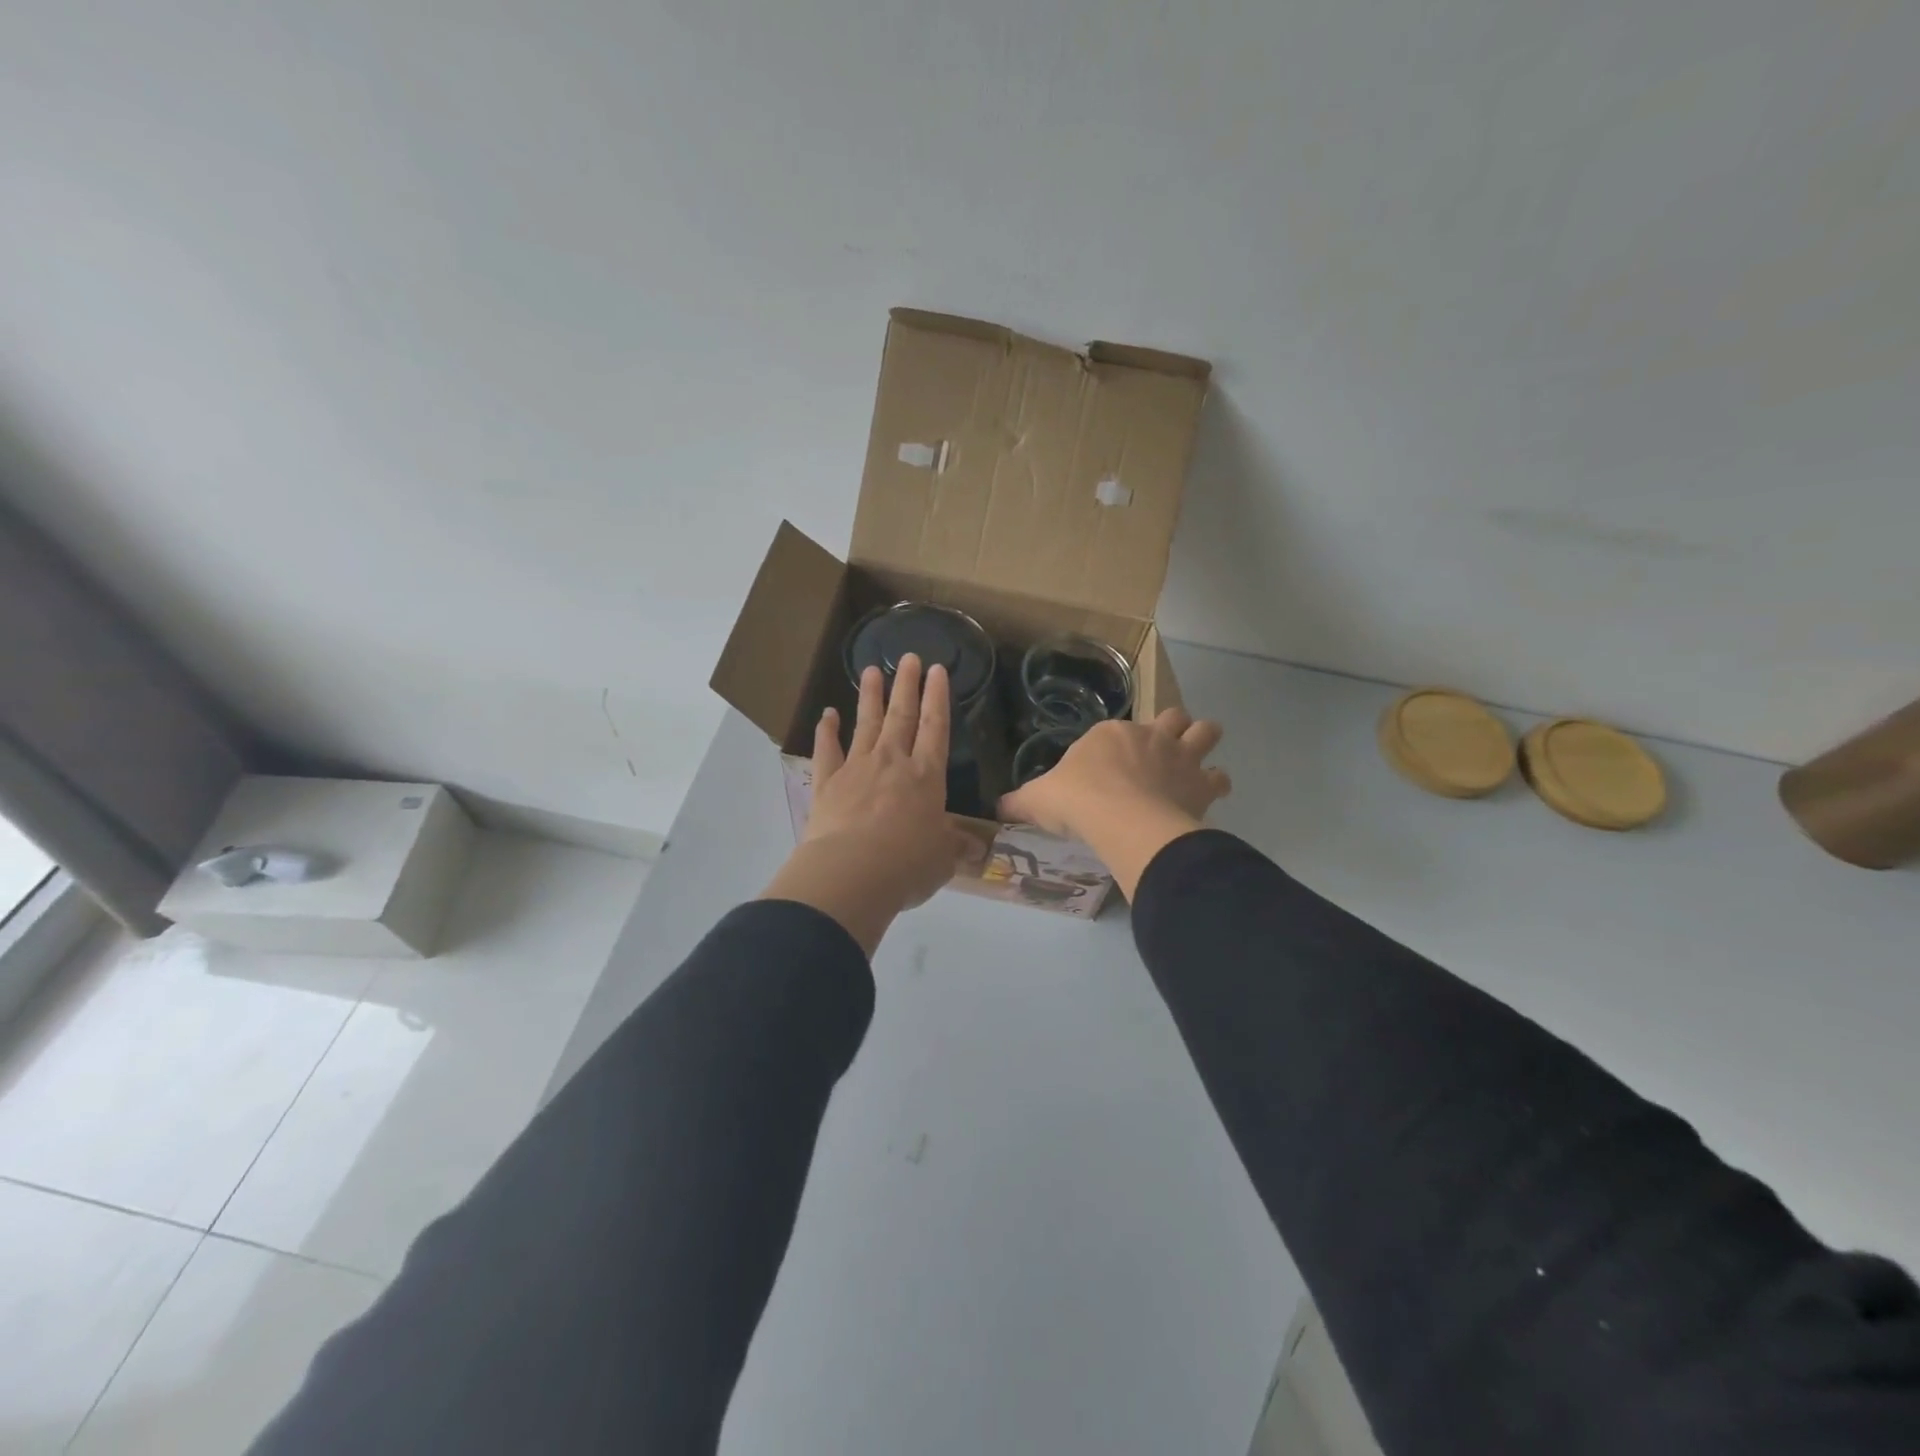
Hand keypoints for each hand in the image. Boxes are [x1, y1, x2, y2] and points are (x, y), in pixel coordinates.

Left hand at [759, 654, 967, 953]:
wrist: (852, 872)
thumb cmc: (907, 864)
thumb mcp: (942, 859)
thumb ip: (955, 847)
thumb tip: (975, 849)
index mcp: (926, 776)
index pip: (935, 727)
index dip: (938, 698)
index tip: (937, 670)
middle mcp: (892, 762)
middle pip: (901, 716)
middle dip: (907, 685)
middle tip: (908, 657)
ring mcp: (857, 768)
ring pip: (866, 723)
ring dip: (870, 696)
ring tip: (871, 670)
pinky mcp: (827, 783)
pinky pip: (828, 750)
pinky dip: (827, 731)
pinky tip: (827, 714)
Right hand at [999, 709, 1230, 900]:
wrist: (1120, 819)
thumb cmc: (1077, 801)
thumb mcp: (1037, 800)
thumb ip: (1019, 802)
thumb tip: (996, 809)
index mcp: (1110, 733)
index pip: (1116, 730)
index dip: (1116, 747)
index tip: (1108, 770)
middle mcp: (1149, 735)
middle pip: (1171, 717)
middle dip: (1170, 730)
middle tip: (1160, 754)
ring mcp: (1179, 756)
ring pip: (1205, 731)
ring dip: (1202, 743)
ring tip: (1194, 763)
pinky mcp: (1201, 783)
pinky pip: (1220, 777)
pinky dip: (1215, 784)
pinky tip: (1207, 795)